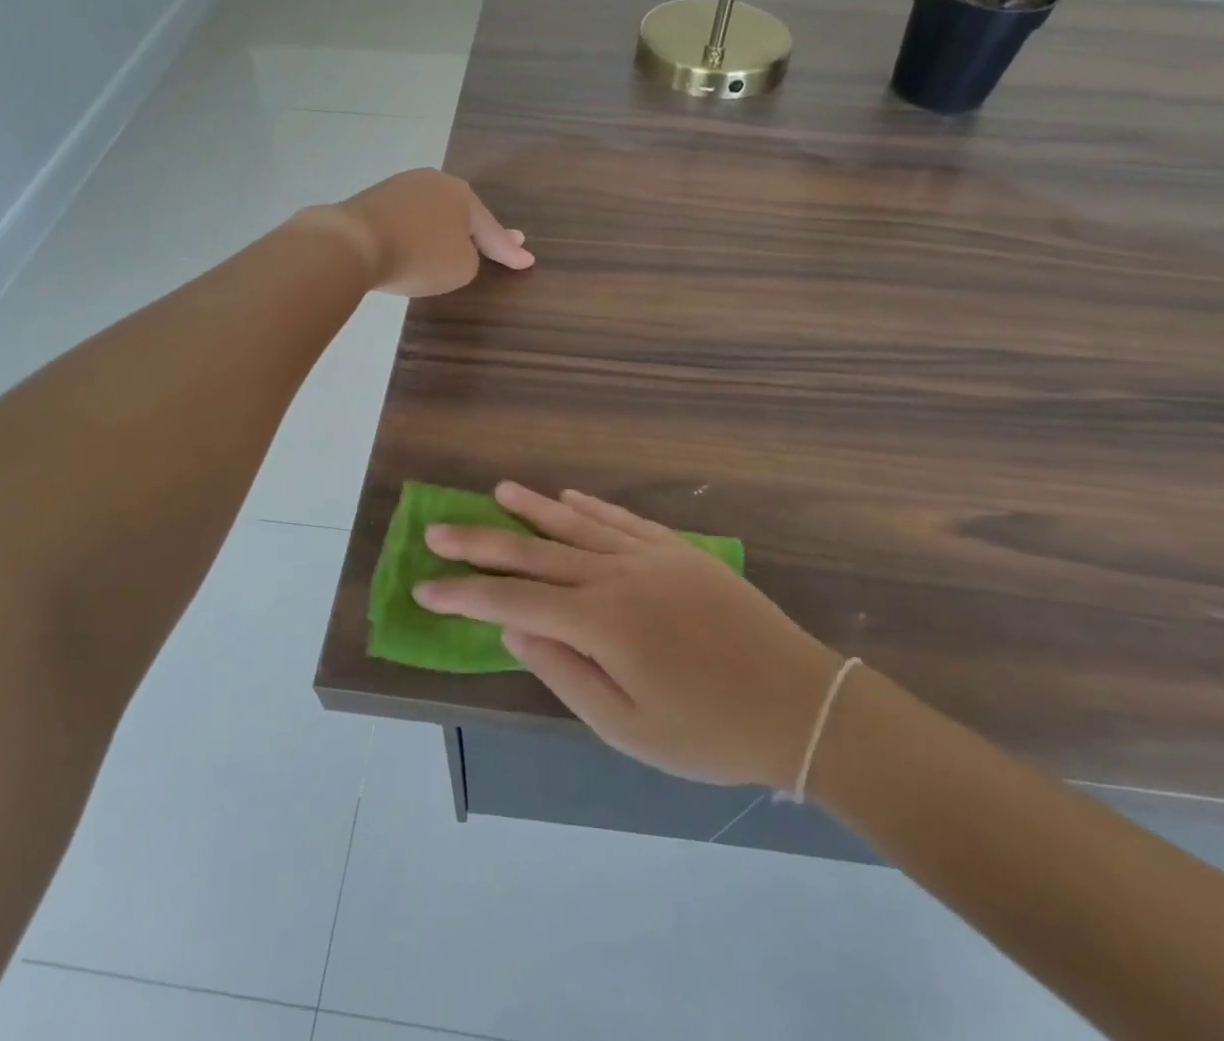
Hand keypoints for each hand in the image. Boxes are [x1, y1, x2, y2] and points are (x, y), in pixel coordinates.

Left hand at [320, 169, 533, 296]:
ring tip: (456, 243)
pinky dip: (417, 232)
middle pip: (463, 213)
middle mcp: (434, 183)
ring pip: (434, 213)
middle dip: (480, 229)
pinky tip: (417, 241)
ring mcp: (401, 187)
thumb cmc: (419, 256)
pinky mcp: (372, 200)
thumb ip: (471, 257)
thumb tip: (456, 248)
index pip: (492, 230)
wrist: (352, 243)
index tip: (527, 260)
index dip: (509, 250)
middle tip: (500, 242)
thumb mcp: (462, 267)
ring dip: (446, 228)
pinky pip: (407, 220)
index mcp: (463, 195)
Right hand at [413, 484, 839, 790]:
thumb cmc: (708, 731)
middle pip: (534, 551)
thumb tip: (515, 628)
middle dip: (480, 541)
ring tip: (497, 492)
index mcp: (599, 621)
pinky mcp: (677, 550)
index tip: (424, 588)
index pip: (512, 599)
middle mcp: (616, 574)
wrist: (799, 703)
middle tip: (437, 530)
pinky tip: (568, 496)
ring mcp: (649, 555)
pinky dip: (589, 506)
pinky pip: (621, 519)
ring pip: (575, 523)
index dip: (464, 594)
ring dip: (532, 508)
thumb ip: (564, 672)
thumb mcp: (627, 727)